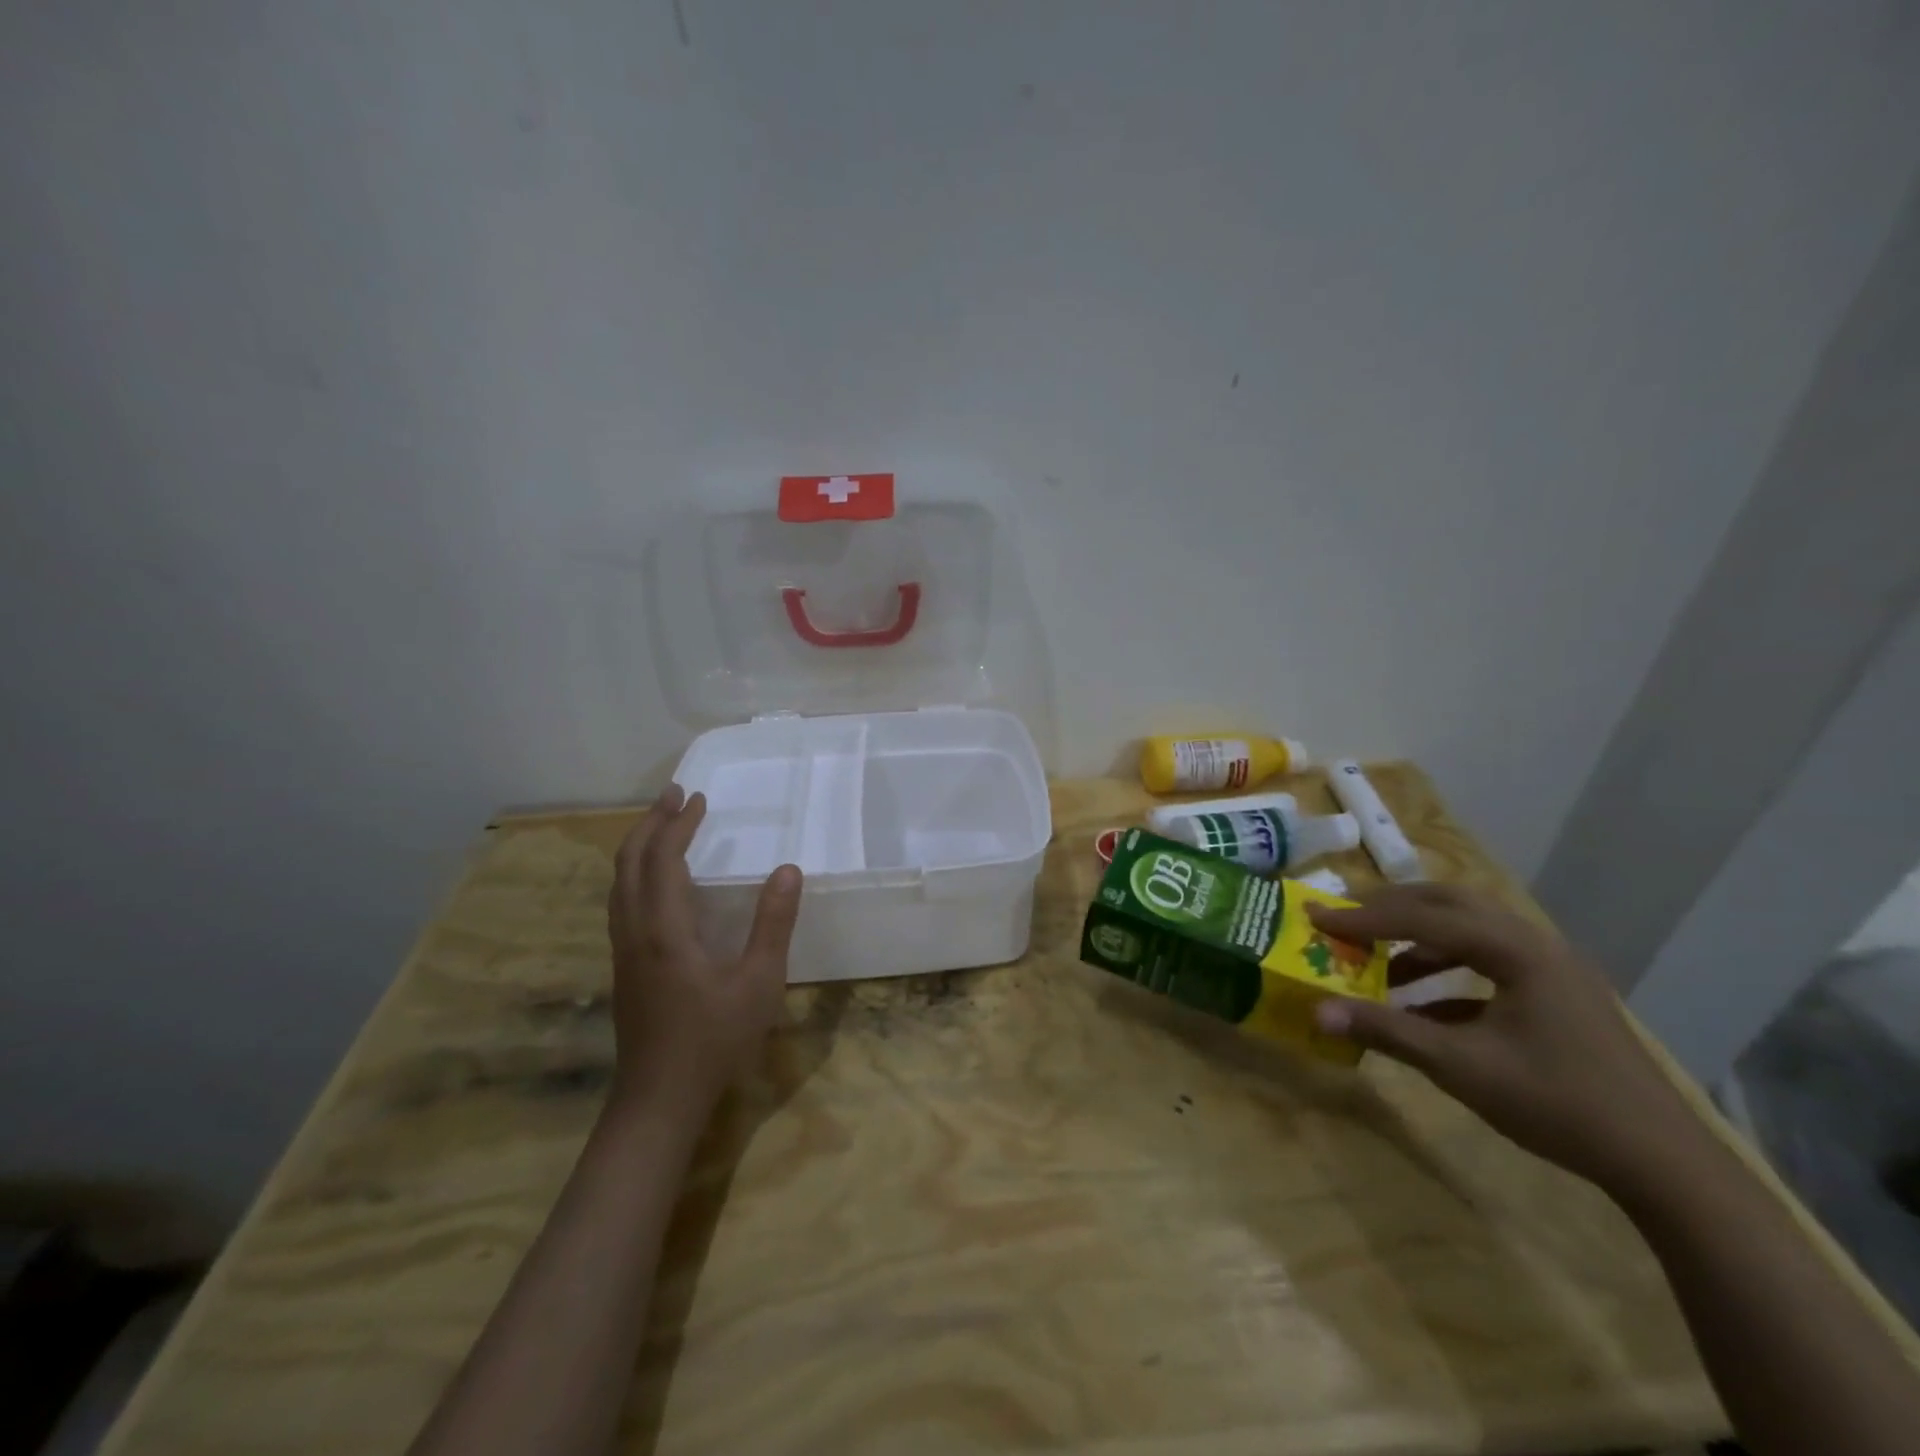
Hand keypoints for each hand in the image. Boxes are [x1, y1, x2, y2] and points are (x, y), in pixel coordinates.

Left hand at [606, 786, 802, 1116]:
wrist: (658, 1100)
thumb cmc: (713, 1040)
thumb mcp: (758, 982)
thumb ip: (773, 924)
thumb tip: (788, 870)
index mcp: (664, 929)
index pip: (663, 859)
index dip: (678, 824)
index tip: (698, 798)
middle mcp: (634, 932)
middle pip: (628, 863)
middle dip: (649, 824)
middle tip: (674, 797)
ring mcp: (623, 952)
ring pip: (619, 884)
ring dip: (639, 848)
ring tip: (664, 828)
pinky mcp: (624, 968)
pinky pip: (622, 903)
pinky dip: (637, 874)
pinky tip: (658, 884)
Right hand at [1307, 883, 1700, 1189]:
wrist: (1661, 1162)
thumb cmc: (1558, 1104)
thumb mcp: (1461, 1068)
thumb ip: (1387, 1032)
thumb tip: (1318, 1012)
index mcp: (1515, 950)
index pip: (1424, 918)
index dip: (1364, 917)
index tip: (1316, 917)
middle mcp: (1533, 943)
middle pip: (1449, 904)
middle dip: (1391, 908)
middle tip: (1344, 919)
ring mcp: (1549, 967)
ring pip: (1470, 928)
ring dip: (1418, 936)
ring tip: (1376, 957)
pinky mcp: (1555, 993)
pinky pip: (1487, 959)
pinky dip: (1445, 966)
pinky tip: (1418, 1001)